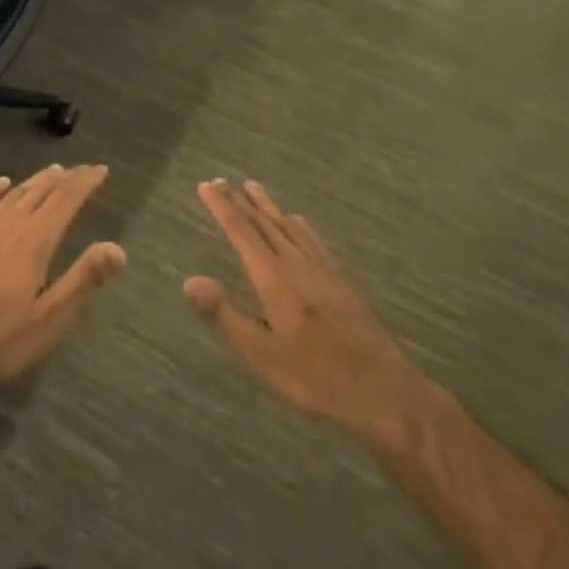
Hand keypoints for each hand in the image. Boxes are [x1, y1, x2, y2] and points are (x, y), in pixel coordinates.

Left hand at [0, 165, 124, 388]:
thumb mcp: (50, 318)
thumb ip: (83, 279)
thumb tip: (117, 248)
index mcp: (35, 242)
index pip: (66, 200)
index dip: (85, 183)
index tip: (101, 170)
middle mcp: (9, 225)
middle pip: (41, 191)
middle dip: (65, 178)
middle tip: (82, 170)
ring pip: (14, 194)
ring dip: (36, 181)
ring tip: (52, 172)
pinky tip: (2, 183)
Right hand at [185, 180, 416, 444]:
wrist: (379, 387)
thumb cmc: (313, 375)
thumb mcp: (261, 353)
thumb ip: (224, 314)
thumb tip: (189, 281)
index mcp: (273, 277)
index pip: (241, 231)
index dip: (221, 207)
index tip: (206, 185)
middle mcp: (295, 262)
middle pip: (263, 222)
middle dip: (239, 201)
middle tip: (220, 181)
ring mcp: (321, 268)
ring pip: (287, 225)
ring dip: (266, 205)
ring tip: (252, 187)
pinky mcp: (338, 278)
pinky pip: (311, 238)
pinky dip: (296, 223)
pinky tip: (297, 222)